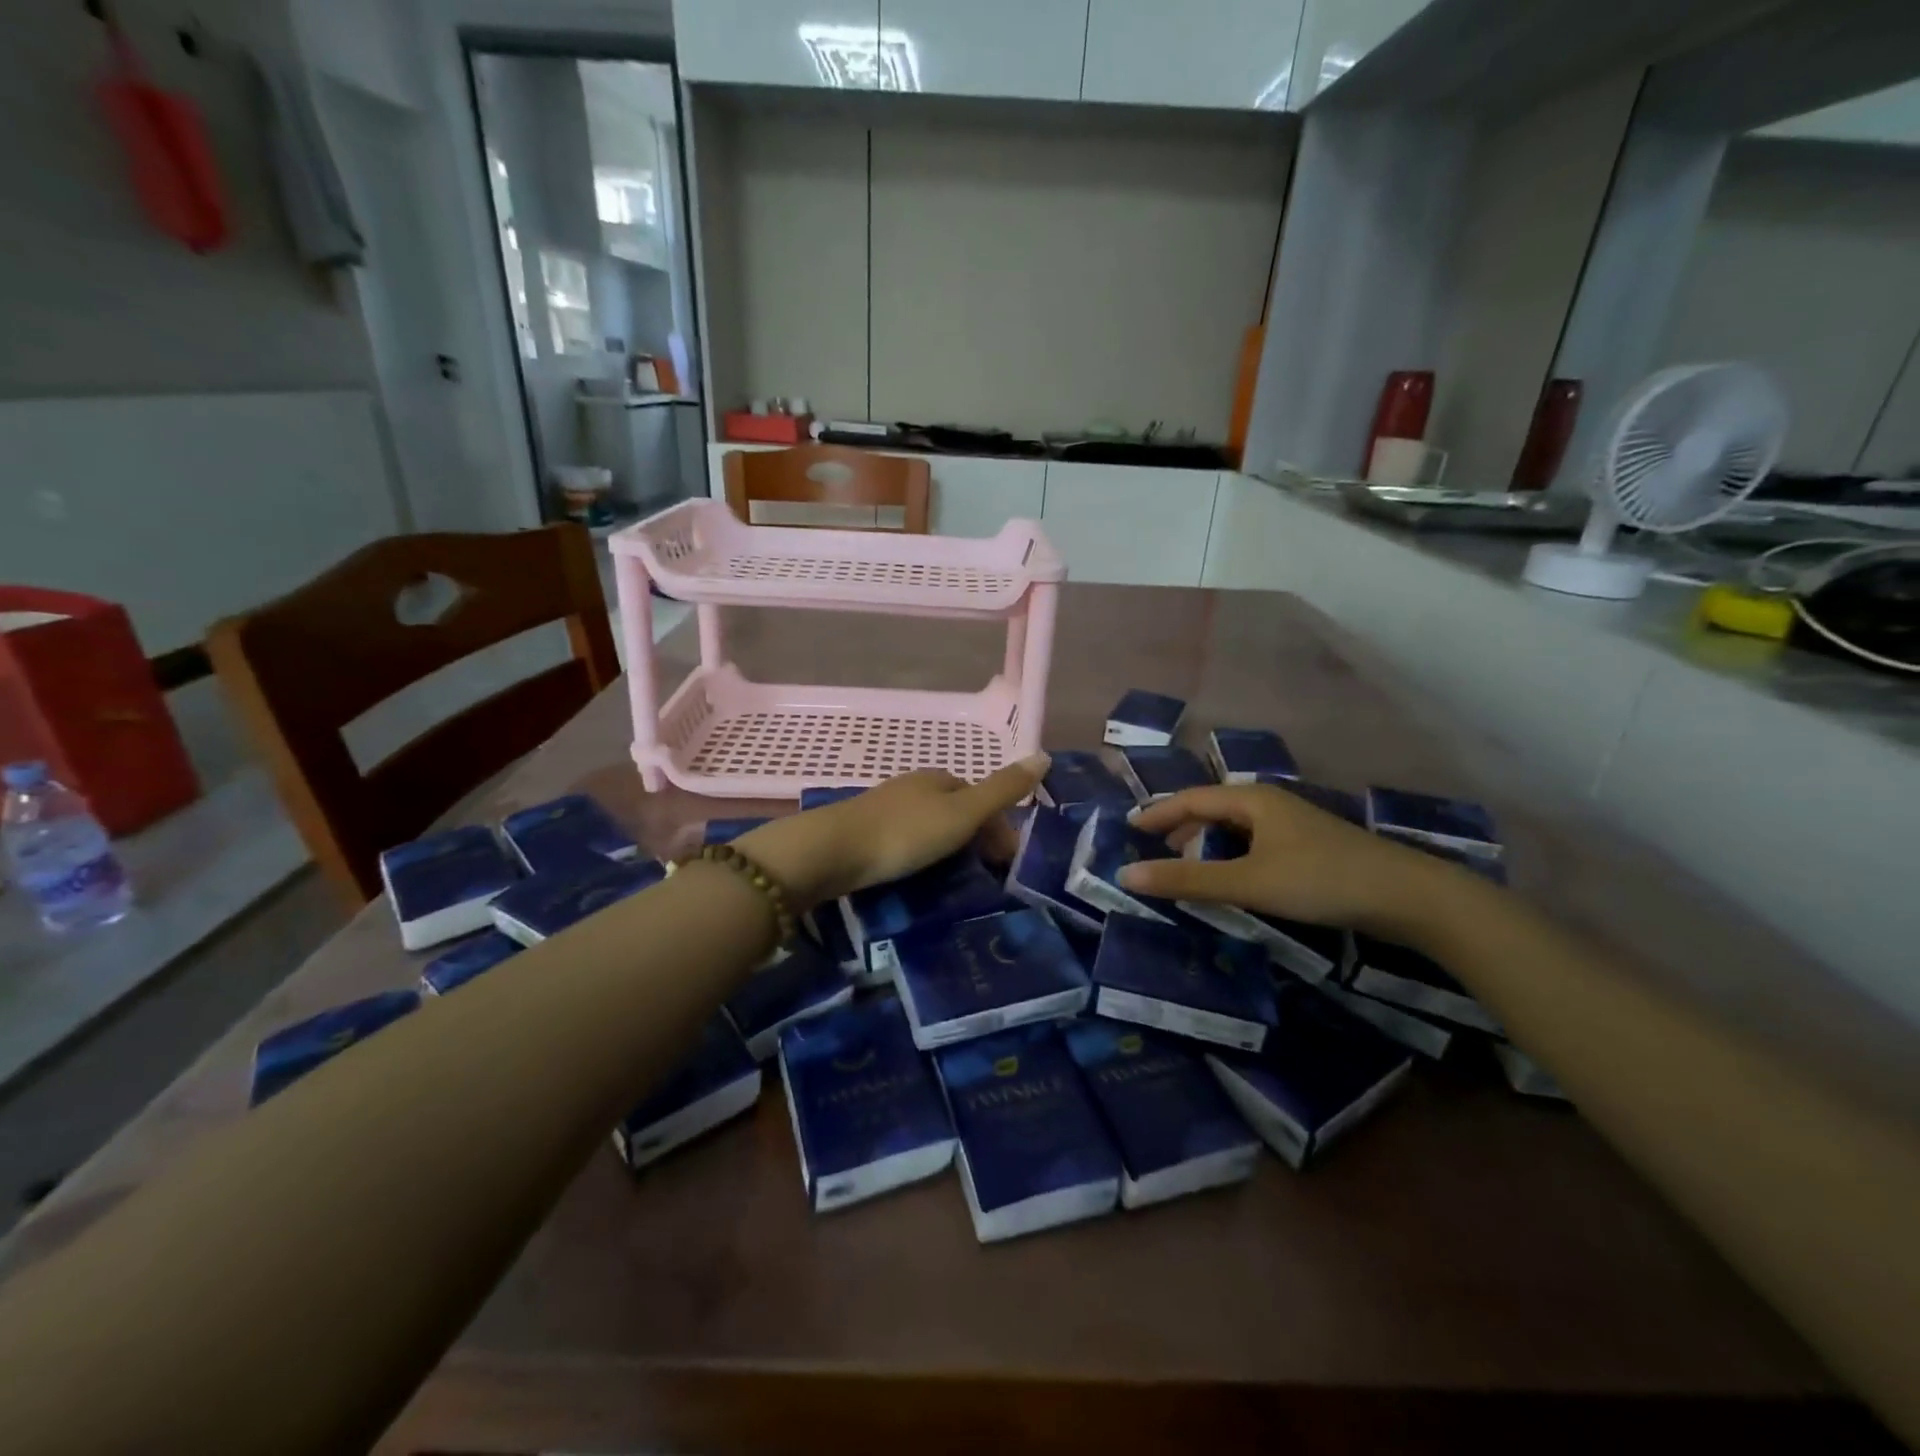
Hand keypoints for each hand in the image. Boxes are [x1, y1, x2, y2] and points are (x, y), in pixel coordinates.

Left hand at [737, 755, 1048, 910]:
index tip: (1008, 862)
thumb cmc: (905, 832)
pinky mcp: (865, 833)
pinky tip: (919, 876)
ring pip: (931, 826)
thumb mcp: (962, 813)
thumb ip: (1002, 790)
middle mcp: (913, 787)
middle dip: (977, 838)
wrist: (832, 852)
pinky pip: (907, 841)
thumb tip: (1044, 755)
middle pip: (957, 810)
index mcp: (939, 778)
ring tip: (956, 882)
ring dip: (950, 849)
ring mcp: (886, 809)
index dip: (1000, 826)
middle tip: (986, 877)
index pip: (980, 796)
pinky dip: (922, 855)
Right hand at [1117, 783, 1461, 937]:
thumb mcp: (1247, 881)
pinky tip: (1235, 880)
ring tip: (1190, 871)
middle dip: (1182, 830)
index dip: (1157, 813)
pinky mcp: (1311, 849)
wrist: (1408, 896)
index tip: (1129, 828)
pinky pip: (1256, 845)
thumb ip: (1187, 880)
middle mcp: (1271, 805)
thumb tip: (1127, 873)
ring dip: (1208, 846)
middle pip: (1213, 810)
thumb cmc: (1320, 880)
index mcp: (1252, 800)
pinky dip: (1233, 858)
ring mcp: (1295, 826)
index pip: (1191, 799)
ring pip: (1237, 829)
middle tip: (1156, 855)